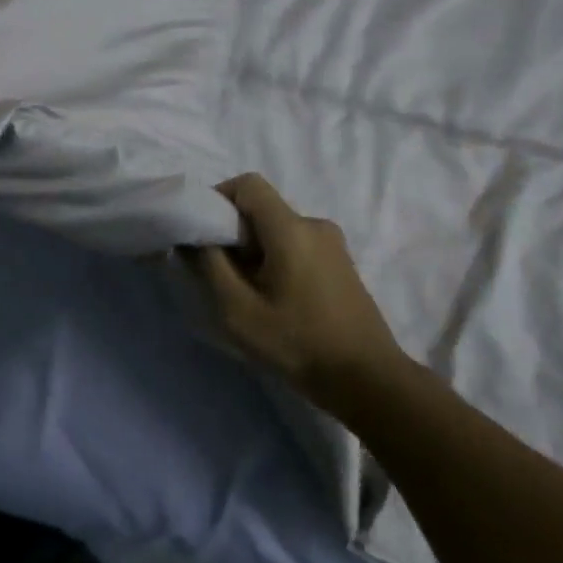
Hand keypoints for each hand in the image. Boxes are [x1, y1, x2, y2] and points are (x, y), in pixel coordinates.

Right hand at [194, 174, 409, 400]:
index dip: (218, 198)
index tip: (202, 233)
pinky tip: (275, 300)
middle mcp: (315, 225)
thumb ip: (211, 266)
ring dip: (255, 251)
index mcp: (291, 228)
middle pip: (262, 209)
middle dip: (234, 232)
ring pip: (279, 230)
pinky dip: (276, 260)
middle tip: (219, 273)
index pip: (248, 184)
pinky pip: (298, 246)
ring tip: (247, 293)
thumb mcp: (239, 311)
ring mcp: (333, 244)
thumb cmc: (298, 343)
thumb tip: (195, 238)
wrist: (367, 378)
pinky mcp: (341, 263)